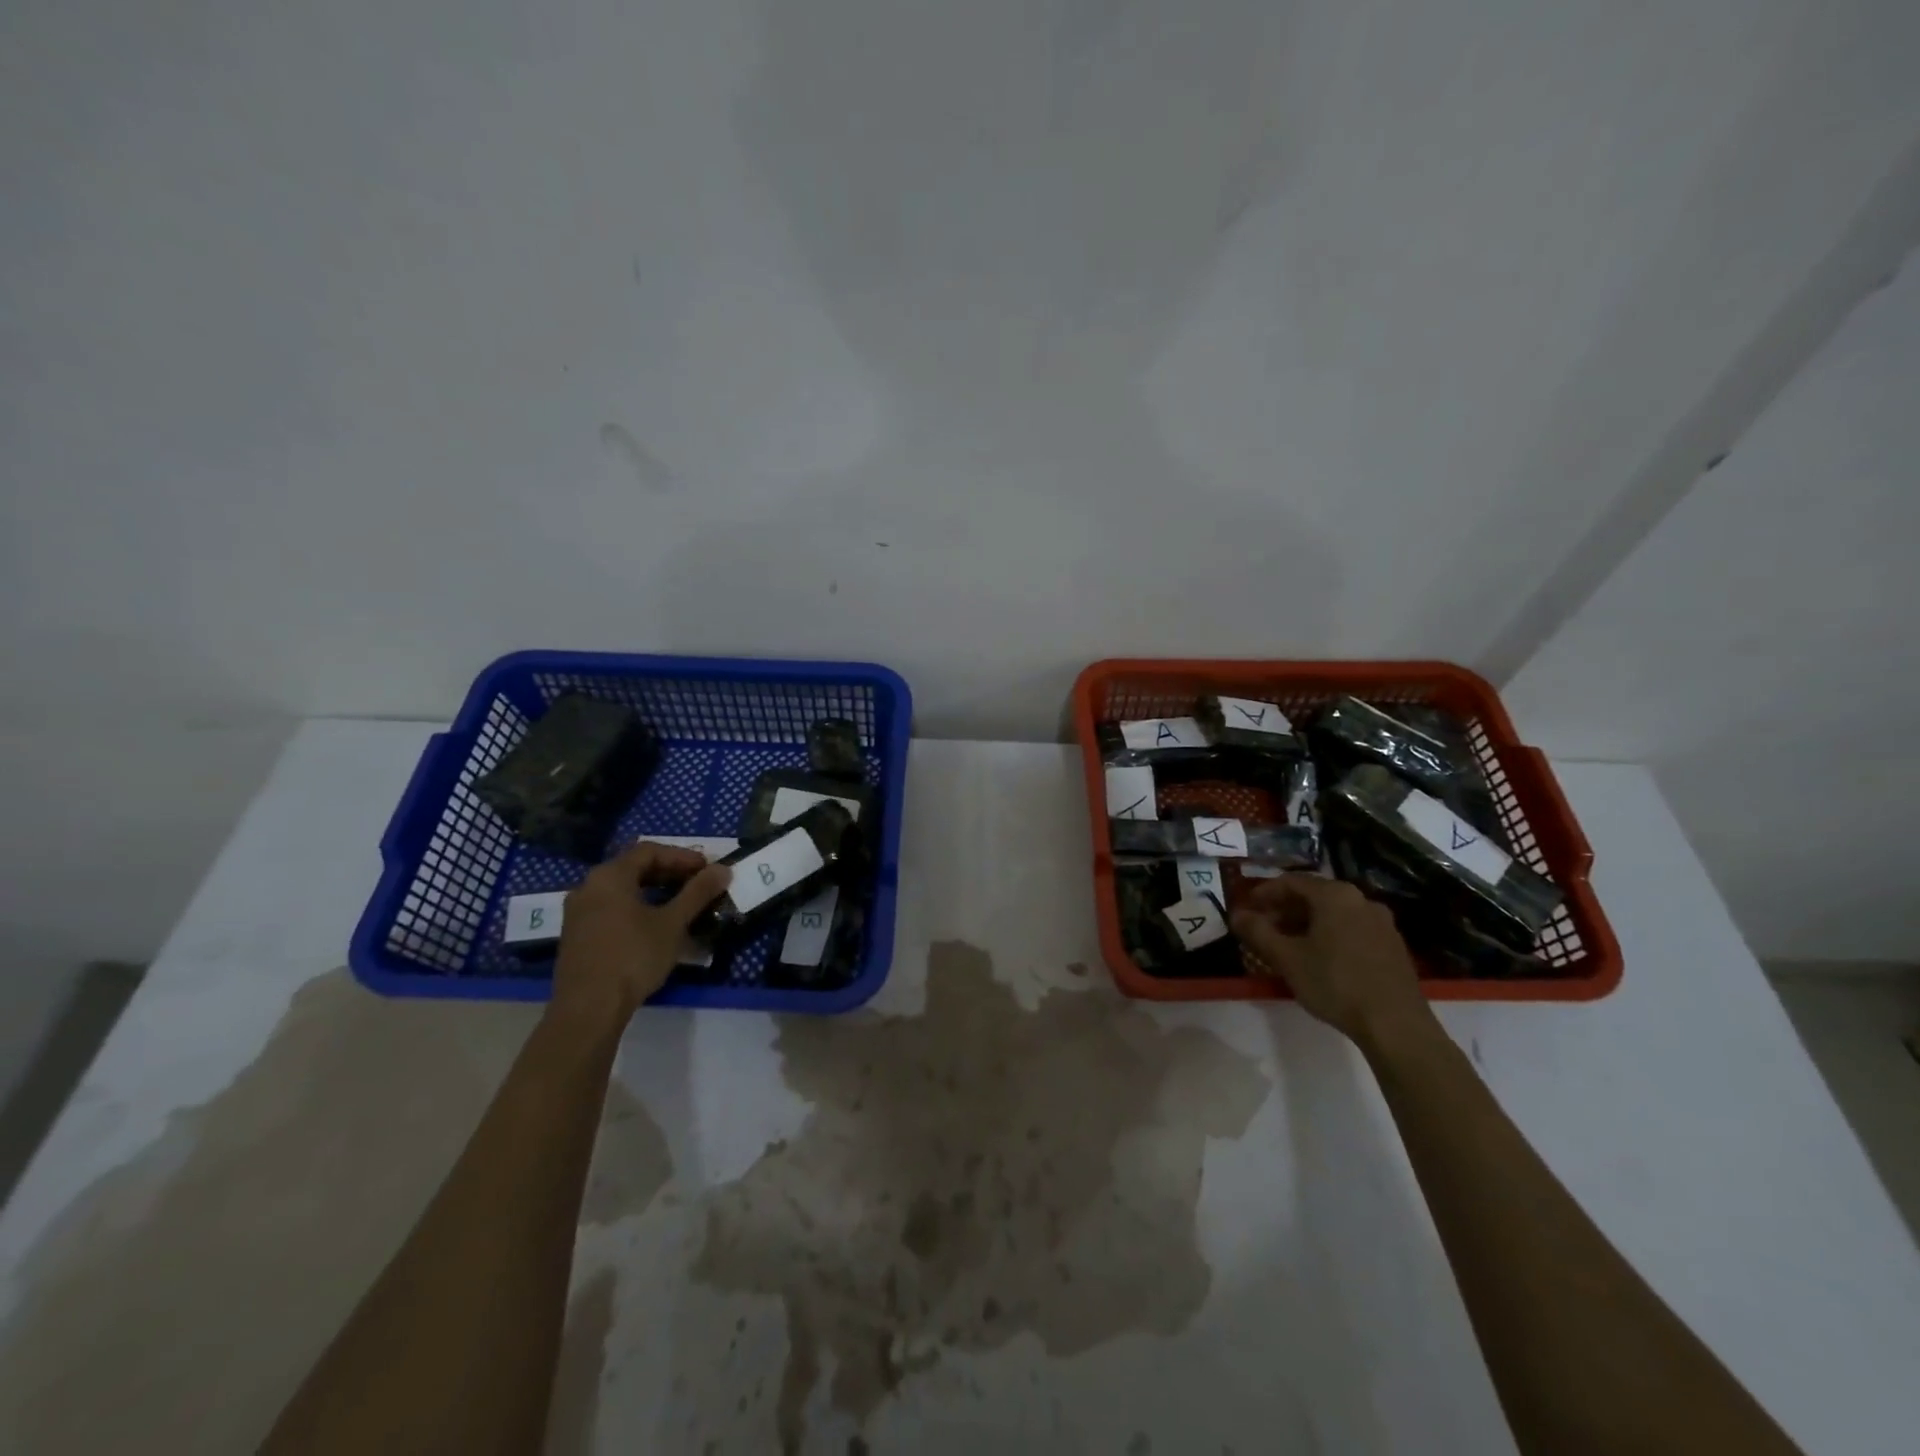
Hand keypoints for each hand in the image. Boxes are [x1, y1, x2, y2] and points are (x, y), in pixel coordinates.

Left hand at [551, 842, 730, 1029]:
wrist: (588, 1008)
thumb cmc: (633, 957)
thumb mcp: (673, 923)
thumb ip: (698, 892)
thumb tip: (723, 869)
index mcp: (610, 876)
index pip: (650, 851)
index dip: (682, 856)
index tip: (707, 870)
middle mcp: (588, 887)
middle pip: (634, 868)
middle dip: (669, 874)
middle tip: (698, 885)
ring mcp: (578, 913)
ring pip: (622, 891)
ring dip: (654, 893)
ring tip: (681, 906)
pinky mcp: (576, 936)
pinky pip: (611, 910)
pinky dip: (636, 909)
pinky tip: (655, 928)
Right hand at [1231, 874, 1433, 1048]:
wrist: (1396, 1025)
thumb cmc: (1335, 983)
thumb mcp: (1287, 958)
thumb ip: (1258, 932)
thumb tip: (1236, 915)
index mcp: (1335, 895)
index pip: (1290, 881)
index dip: (1264, 893)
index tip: (1246, 910)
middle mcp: (1360, 899)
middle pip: (1313, 895)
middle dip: (1284, 910)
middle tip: (1263, 929)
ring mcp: (1381, 922)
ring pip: (1333, 913)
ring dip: (1306, 923)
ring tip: (1287, 946)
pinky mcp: (1393, 945)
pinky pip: (1351, 928)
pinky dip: (1329, 934)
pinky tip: (1319, 958)